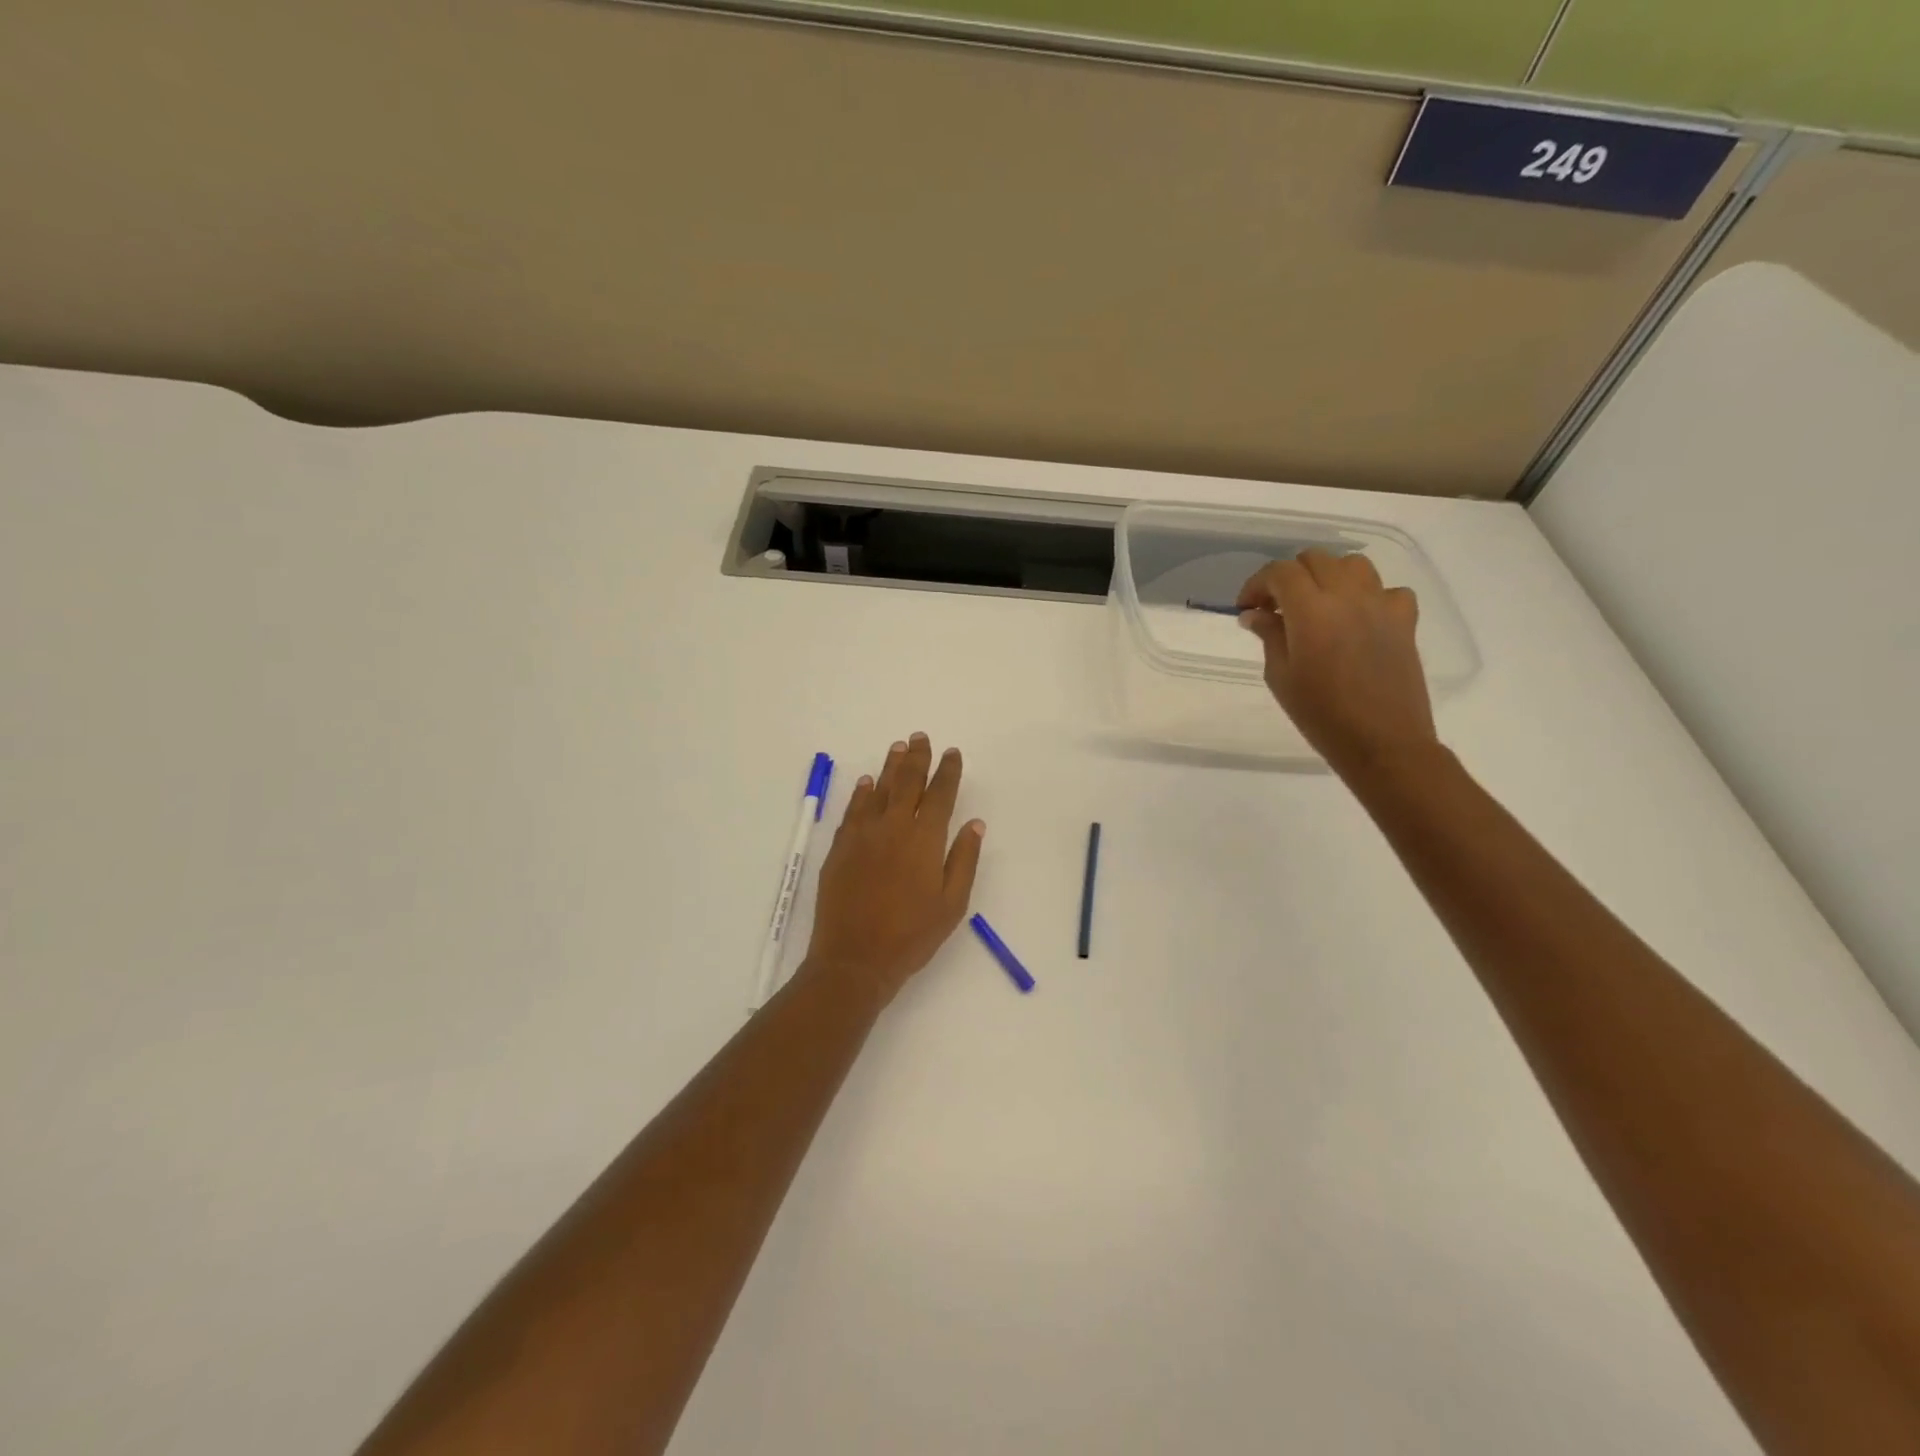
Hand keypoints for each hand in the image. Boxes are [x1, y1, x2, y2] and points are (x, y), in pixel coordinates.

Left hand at [802, 733, 984, 1007]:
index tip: (952, 753)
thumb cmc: (912, 936)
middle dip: (917, 758)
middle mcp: (893, 827)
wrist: (854, 959)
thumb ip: (964, 860)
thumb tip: (975, 824)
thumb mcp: (952, 904)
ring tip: (898, 748)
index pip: (940, 794)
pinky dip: (861, 793)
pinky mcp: (840, 848)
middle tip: (920, 737)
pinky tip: (865, 783)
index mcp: (925, 839)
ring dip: (889, 767)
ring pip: (877, 790)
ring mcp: (862, 835)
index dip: (947, 771)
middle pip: (907, 782)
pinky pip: (853, 810)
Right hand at [1236, 550, 1438, 779]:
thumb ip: (1269, 636)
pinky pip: (1387, 590)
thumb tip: (1255, 614)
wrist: (1382, 742)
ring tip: (1317, 606)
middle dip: (1289, 577)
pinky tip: (1358, 619)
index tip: (1246, 608)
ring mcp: (1381, 604)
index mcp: (1311, 610)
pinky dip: (1368, 596)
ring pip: (1352, 565)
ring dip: (1328, 577)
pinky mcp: (1405, 619)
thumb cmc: (1321, 715)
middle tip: (1276, 608)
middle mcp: (1347, 596)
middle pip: (1314, 560)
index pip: (1279, 572)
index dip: (1257, 584)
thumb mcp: (1280, 677)